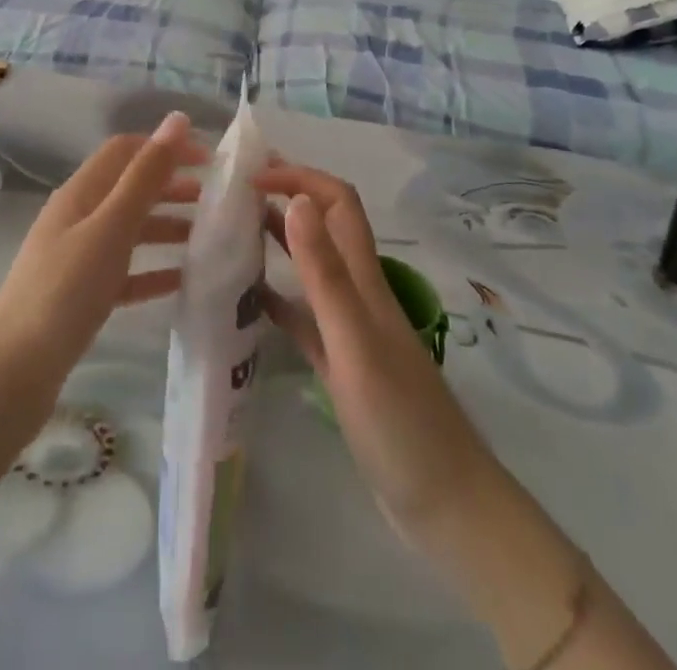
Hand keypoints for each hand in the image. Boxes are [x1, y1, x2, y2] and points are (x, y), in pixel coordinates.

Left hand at [0, 112, 203, 391]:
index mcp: (81, 192)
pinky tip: (182, 281)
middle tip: (215, 201)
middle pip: (130, 188)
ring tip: (207, 239)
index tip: (210, 162)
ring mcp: (77, 257)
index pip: (127, 150)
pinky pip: (125, 271)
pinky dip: (153, 270)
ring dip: (167, 226)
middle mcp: (78, 217)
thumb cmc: (65, 290)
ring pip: (130, 229)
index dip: (167, 147)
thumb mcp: (112, 227)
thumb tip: (177, 119)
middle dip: (172, 186)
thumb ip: (146, 175)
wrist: (12, 373)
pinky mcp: (80, 296)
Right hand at [255, 163, 503, 551]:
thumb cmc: (398, 419)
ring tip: (233, 232)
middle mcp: (357, 291)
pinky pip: (303, 316)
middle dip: (287, 196)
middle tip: (234, 193)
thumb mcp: (353, 340)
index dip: (300, 176)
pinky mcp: (340, 362)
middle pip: (324, 225)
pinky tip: (247, 300)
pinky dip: (277, 298)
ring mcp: (349, 328)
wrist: (443, 501)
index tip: (252, 175)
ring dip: (279, 240)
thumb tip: (297, 199)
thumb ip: (325, 272)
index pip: (337, 202)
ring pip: (312, 266)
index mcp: (364, 278)